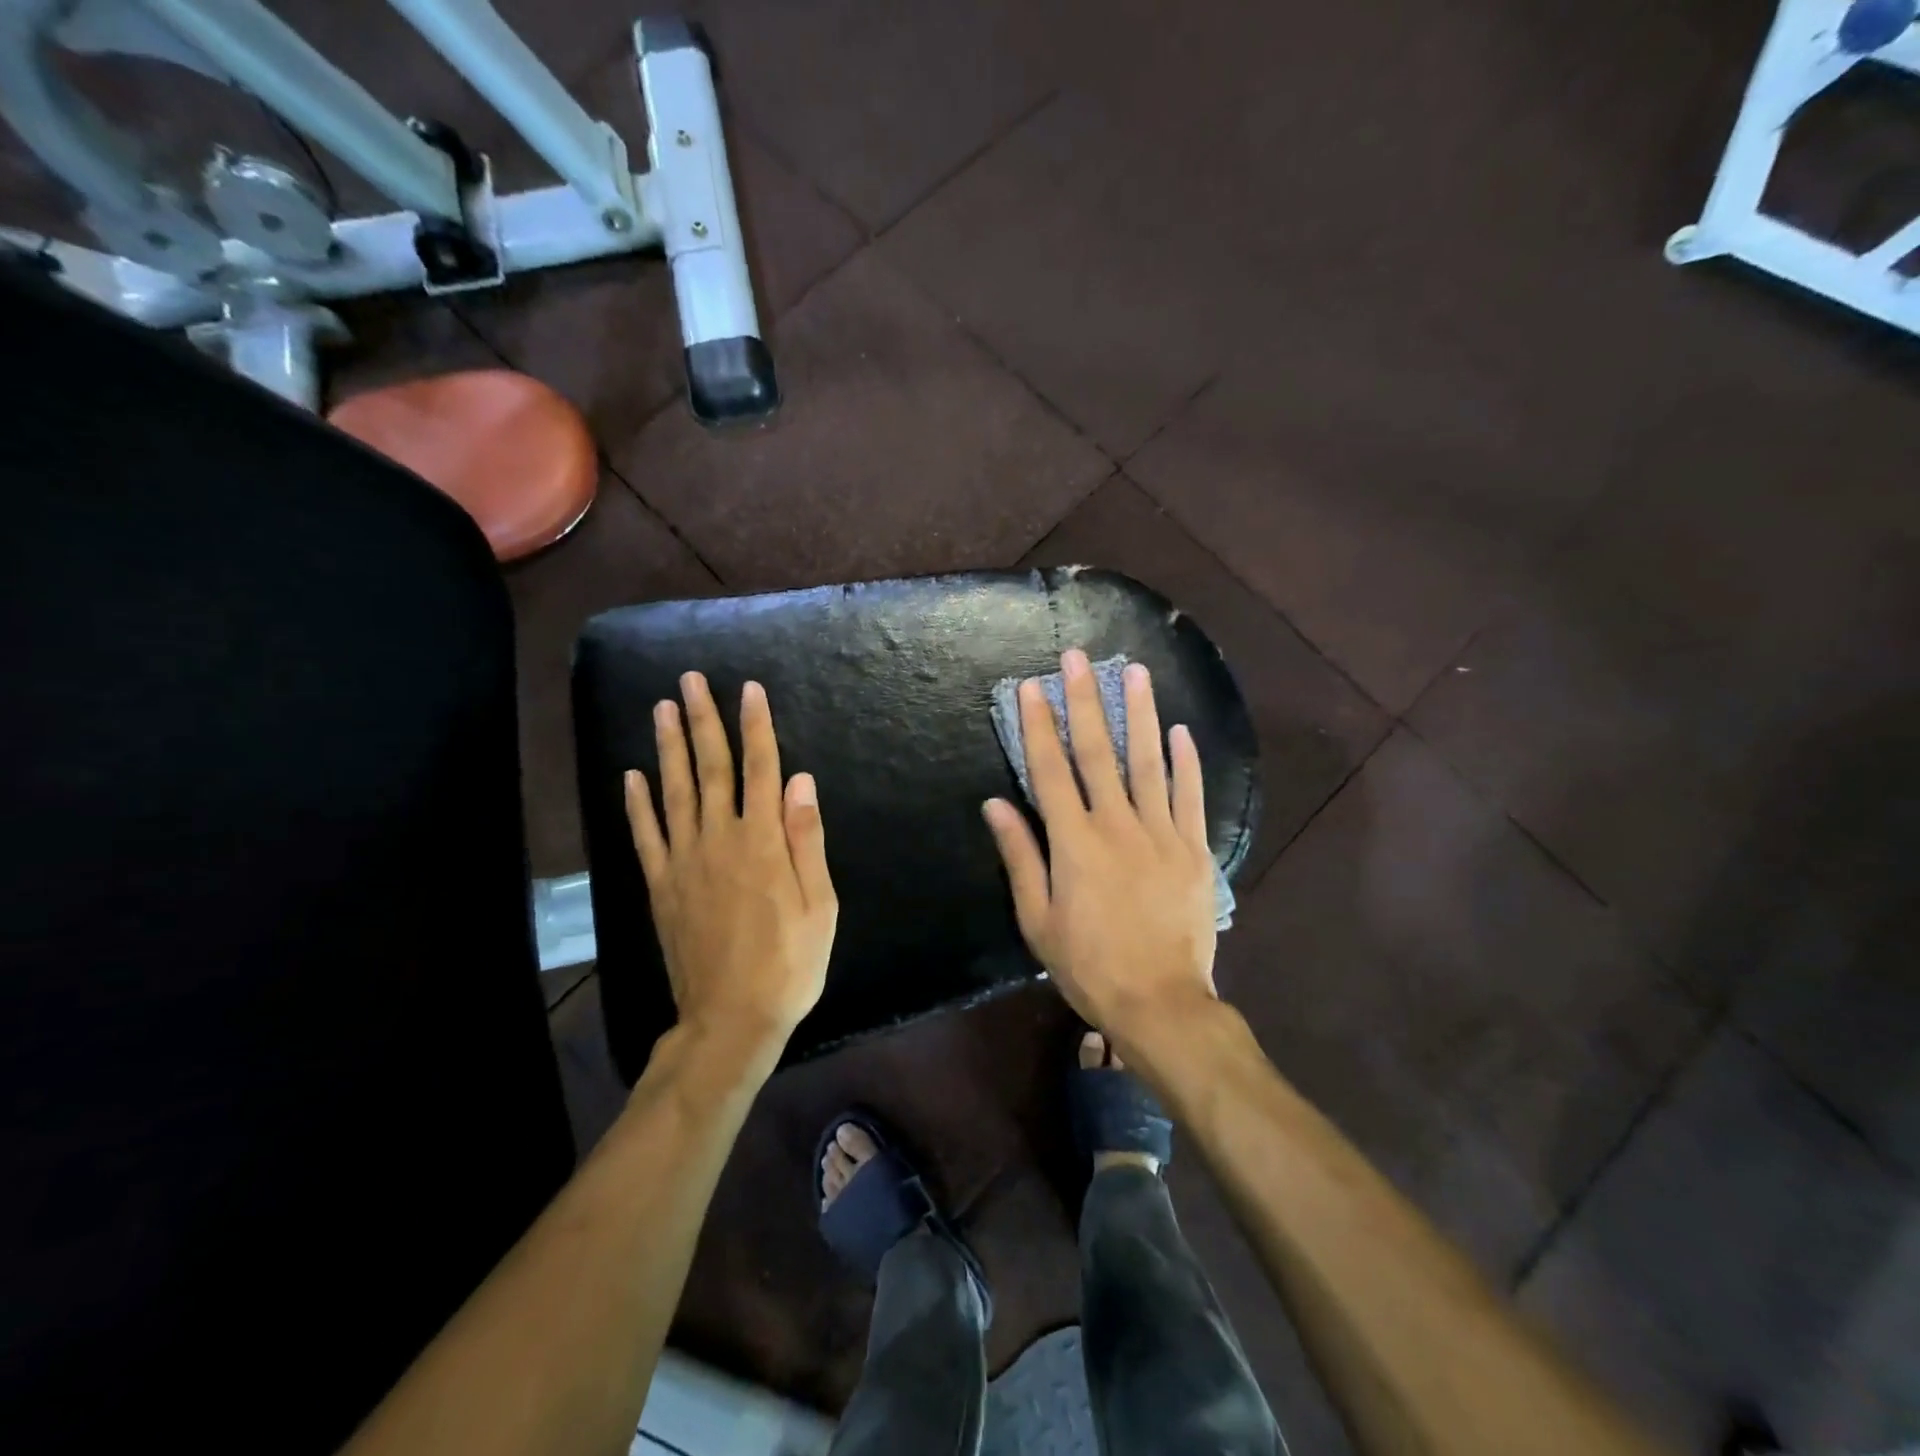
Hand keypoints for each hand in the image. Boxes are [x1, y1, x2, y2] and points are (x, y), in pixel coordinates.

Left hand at [625, 672, 837, 1052]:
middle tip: (691, 680)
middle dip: (704, 721)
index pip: (760, 769)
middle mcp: (720, 839)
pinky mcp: (661, 885)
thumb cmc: (789, 963)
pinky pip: (646, 835)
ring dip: (668, 746)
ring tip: (662, 708)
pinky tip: (632, 775)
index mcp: (763, 842)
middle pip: (711, 768)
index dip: (757, 726)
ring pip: (674, 791)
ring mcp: (684, 861)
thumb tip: (800, 780)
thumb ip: (806, 839)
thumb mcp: (819, 904)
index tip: (750, 689)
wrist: (731, 1018)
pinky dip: (637, 803)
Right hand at [982, 650, 1218, 1047]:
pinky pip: (1191, 796)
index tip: (1032, 687)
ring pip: (1148, 762)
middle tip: (1078, 657)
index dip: (1039, 725)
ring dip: (1139, 714)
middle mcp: (1117, 825)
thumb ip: (1020, 856)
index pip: (1050, 770)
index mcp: (1075, 842)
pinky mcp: (1195, 849)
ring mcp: (1161, 833)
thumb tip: (995, 804)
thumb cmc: (1089, 965)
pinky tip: (1181, 731)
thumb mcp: (1037, 919)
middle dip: (1085, 700)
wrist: (1162, 1002)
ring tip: (1135, 671)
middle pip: (1097, 753)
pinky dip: (1187, 762)